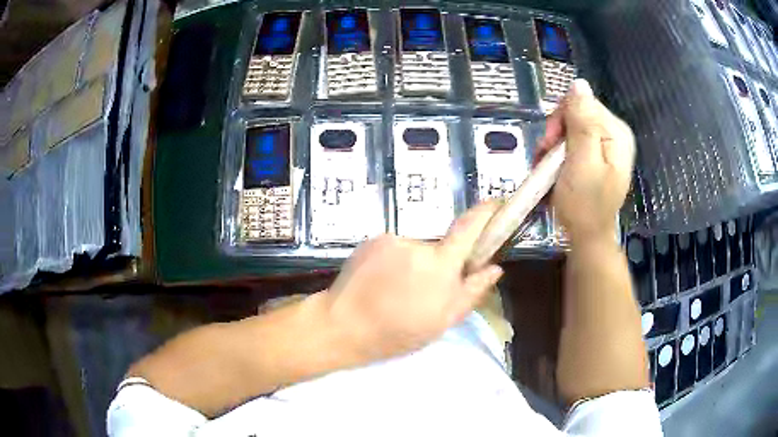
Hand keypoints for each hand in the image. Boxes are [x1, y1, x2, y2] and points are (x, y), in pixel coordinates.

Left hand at [321, 202, 504, 361]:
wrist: (342, 326)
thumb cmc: (397, 332)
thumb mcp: (442, 321)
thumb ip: (472, 292)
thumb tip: (495, 268)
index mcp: (440, 265)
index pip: (469, 227)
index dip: (486, 212)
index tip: (496, 203)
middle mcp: (417, 244)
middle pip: (439, 247)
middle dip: (439, 265)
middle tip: (423, 294)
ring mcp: (391, 240)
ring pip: (415, 250)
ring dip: (413, 266)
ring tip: (395, 293)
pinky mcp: (371, 241)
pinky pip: (394, 249)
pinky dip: (393, 264)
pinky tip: (380, 284)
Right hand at [536, 79, 634, 241]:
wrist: (586, 237)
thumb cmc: (584, 204)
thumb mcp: (582, 161)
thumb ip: (583, 123)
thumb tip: (579, 84)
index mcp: (616, 133)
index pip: (583, 102)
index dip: (561, 118)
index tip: (550, 143)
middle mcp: (614, 134)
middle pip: (577, 113)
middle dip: (557, 133)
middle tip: (546, 156)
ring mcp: (606, 146)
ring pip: (572, 127)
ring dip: (554, 145)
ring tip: (547, 167)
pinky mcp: (596, 156)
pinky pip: (573, 142)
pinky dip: (559, 153)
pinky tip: (553, 168)